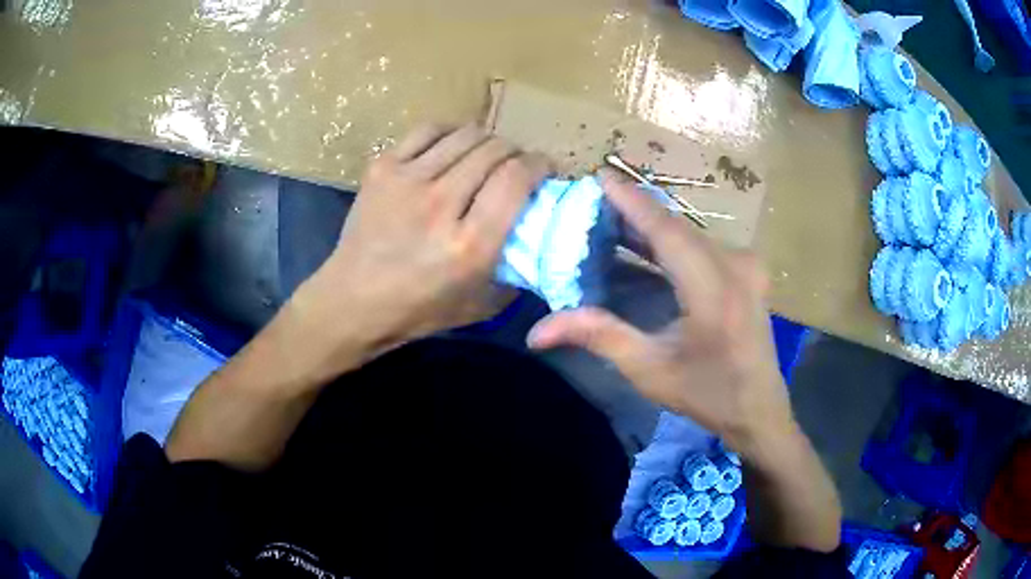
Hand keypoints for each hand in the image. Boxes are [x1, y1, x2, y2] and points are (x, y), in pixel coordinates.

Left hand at [286, 124, 548, 380]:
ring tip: (486, 155)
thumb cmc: (418, 309)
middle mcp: (441, 204)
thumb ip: (517, 270)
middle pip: (495, 151)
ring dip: (487, 141)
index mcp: (470, 244)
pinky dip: (450, 133)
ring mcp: (408, 180)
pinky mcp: (383, 168)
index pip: (516, 179)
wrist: (354, 300)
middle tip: (516, 166)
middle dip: (517, 152)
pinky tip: (452, 147)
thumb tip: (539, 236)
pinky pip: (429, 130)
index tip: (545, 169)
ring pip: (466, 135)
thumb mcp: (482, 304)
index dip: (540, 164)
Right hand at [527, 169, 795, 456]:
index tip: (600, 175)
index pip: (666, 230)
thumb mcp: (650, 370)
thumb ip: (598, 337)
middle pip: (677, 227)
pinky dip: (672, 241)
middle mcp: (736, 266)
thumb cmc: (707, 393)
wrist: (758, 409)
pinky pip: (703, 244)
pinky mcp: (748, 270)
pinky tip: (647, 245)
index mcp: (714, 290)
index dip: (632, 201)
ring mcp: (747, 265)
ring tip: (612, 220)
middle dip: (635, 212)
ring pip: (690, 234)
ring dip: (652, 227)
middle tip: (594, 203)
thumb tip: (537, 332)